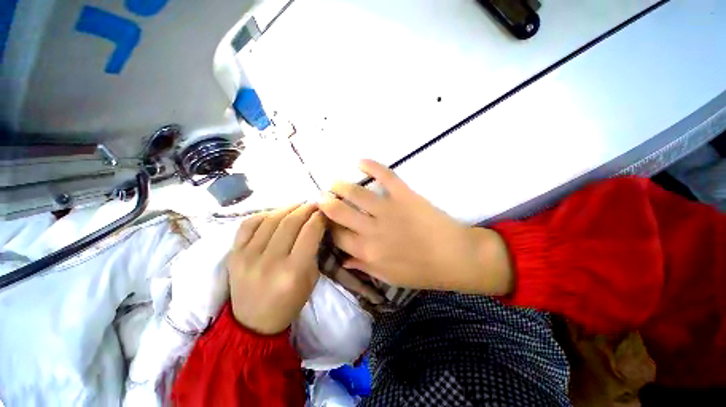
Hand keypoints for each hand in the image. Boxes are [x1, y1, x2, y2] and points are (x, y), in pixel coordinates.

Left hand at [227, 204, 325, 334]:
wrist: (253, 322)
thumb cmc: (289, 302)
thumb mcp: (311, 279)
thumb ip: (314, 251)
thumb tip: (316, 225)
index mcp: (293, 271)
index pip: (310, 232)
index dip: (319, 217)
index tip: (324, 211)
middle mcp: (270, 261)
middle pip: (290, 222)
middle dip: (306, 208)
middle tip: (314, 204)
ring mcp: (247, 256)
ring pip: (270, 219)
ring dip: (288, 208)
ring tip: (298, 205)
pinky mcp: (233, 254)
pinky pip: (248, 224)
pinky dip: (264, 214)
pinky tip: (275, 214)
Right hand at [318, 160, 512, 294]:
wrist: (455, 258)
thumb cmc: (422, 271)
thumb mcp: (389, 277)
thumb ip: (363, 267)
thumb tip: (342, 259)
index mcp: (367, 251)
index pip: (335, 235)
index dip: (326, 226)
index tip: (324, 220)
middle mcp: (371, 230)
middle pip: (338, 212)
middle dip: (326, 202)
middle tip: (322, 196)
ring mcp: (388, 210)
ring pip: (355, 193)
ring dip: (340, 185)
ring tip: (335, 182)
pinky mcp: (404, 195)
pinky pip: (385, 176)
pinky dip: (371, 166)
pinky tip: (361, 162)